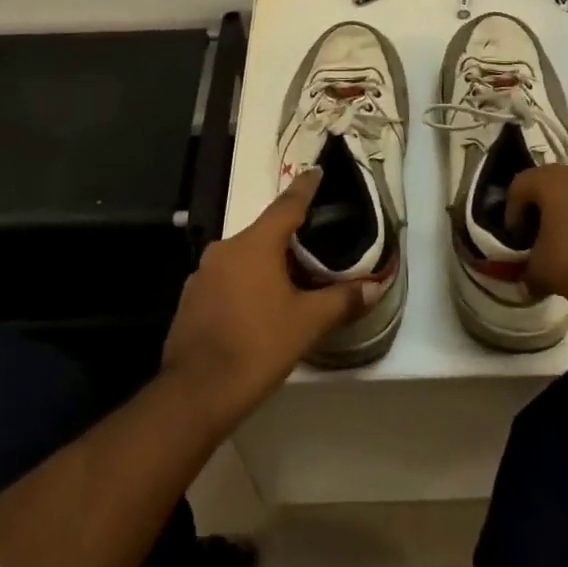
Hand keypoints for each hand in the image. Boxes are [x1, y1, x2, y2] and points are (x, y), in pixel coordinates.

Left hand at [160, 169, 370, 429]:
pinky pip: (228, 279)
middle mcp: (225, 250)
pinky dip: (248, 284)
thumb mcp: (307, 323)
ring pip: (245, 258)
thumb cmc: (257, 347)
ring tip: (294, 281)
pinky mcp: (192, 300)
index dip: (304, 188)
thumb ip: (342, 300)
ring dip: (268, 264)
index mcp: (254, 245)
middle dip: (290, 238)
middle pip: (265, 233)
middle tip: (317, 245)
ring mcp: (203, 275)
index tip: (316, 172)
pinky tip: (262, 307)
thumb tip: (375, 286)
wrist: (195, 394)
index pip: (286, 206)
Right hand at [508, 165, 567, 326]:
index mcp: (551, 181)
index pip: (518, 186)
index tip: (516, 238)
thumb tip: (528, 282)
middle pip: (549, 186)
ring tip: (566, 248)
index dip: (511, 212)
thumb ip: (528, 273)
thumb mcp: (541, 273)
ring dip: (567, 217)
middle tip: (536, 239)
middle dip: (539, 211)